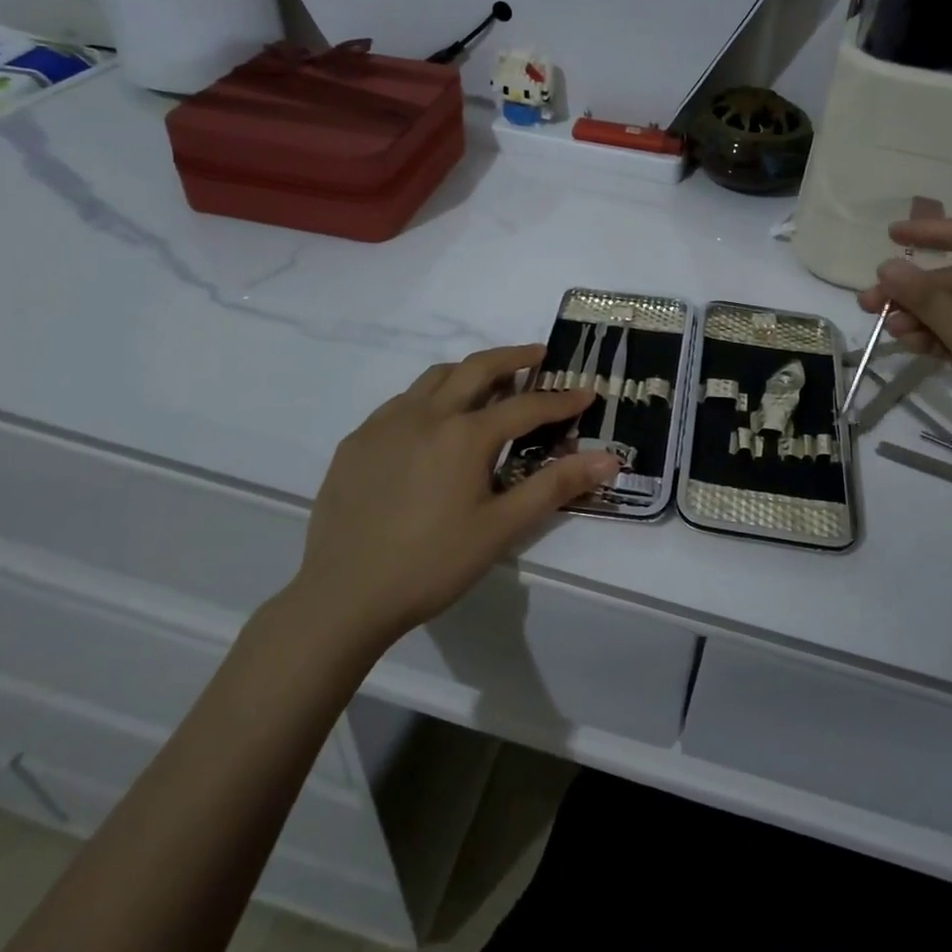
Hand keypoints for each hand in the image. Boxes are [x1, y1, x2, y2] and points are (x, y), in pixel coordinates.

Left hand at [291, 345, 619, 646]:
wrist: (342, 597)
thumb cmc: (432, 563)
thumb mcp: (501, 528)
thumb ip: (555, 486)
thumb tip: (609, 458)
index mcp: (464, 434)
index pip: (526, 406)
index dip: (561, 399)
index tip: (586, 392)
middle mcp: (425, 414)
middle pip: (476, 368)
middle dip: (513, 356)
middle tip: (538, 355)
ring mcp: (385, 423)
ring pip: (433, 378)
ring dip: (468, 372)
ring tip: (488, 383)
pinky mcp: (356, 442)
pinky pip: (401, 403)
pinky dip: (429, 397)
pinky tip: (431, 424)